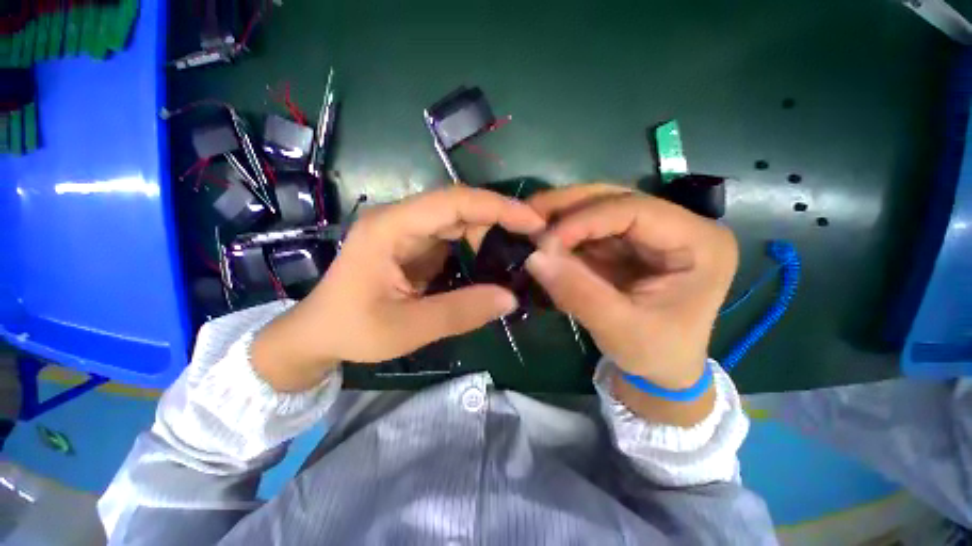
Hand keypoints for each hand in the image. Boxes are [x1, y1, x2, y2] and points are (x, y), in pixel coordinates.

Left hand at [252, 187, 544, 390]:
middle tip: (531, 244)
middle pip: (459, 207)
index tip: (533, 222)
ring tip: (517, 255)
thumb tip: (510, 298)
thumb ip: (460, 312)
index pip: (452, 202)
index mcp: (390, 228)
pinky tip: (494, 262)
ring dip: (490, 234)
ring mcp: (407, 231)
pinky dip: (477, 246)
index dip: (497, 207)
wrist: (318, 334)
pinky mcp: (414, 245)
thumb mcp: (406, 329)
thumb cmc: (352, 330)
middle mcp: (400, 219)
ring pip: (459, 220)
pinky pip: (453, 237)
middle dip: (499, 221)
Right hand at [525, 184, 737, 389]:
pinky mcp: (630, 244)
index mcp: (700, 243)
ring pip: (600, 209)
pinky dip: (565, 233)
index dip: (585, 219)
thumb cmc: (655, 354)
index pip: (636, 211)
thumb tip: (534, 256)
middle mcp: (680, 227)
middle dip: (568, 206)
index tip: (545, 240)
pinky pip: (592, 229)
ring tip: (530, 223)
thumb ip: (577, 292)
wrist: (661, 370)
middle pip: (617, 200)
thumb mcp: (618, 329)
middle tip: (529, 212)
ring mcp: (653, 233)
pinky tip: (544, 238)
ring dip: (563, 216)